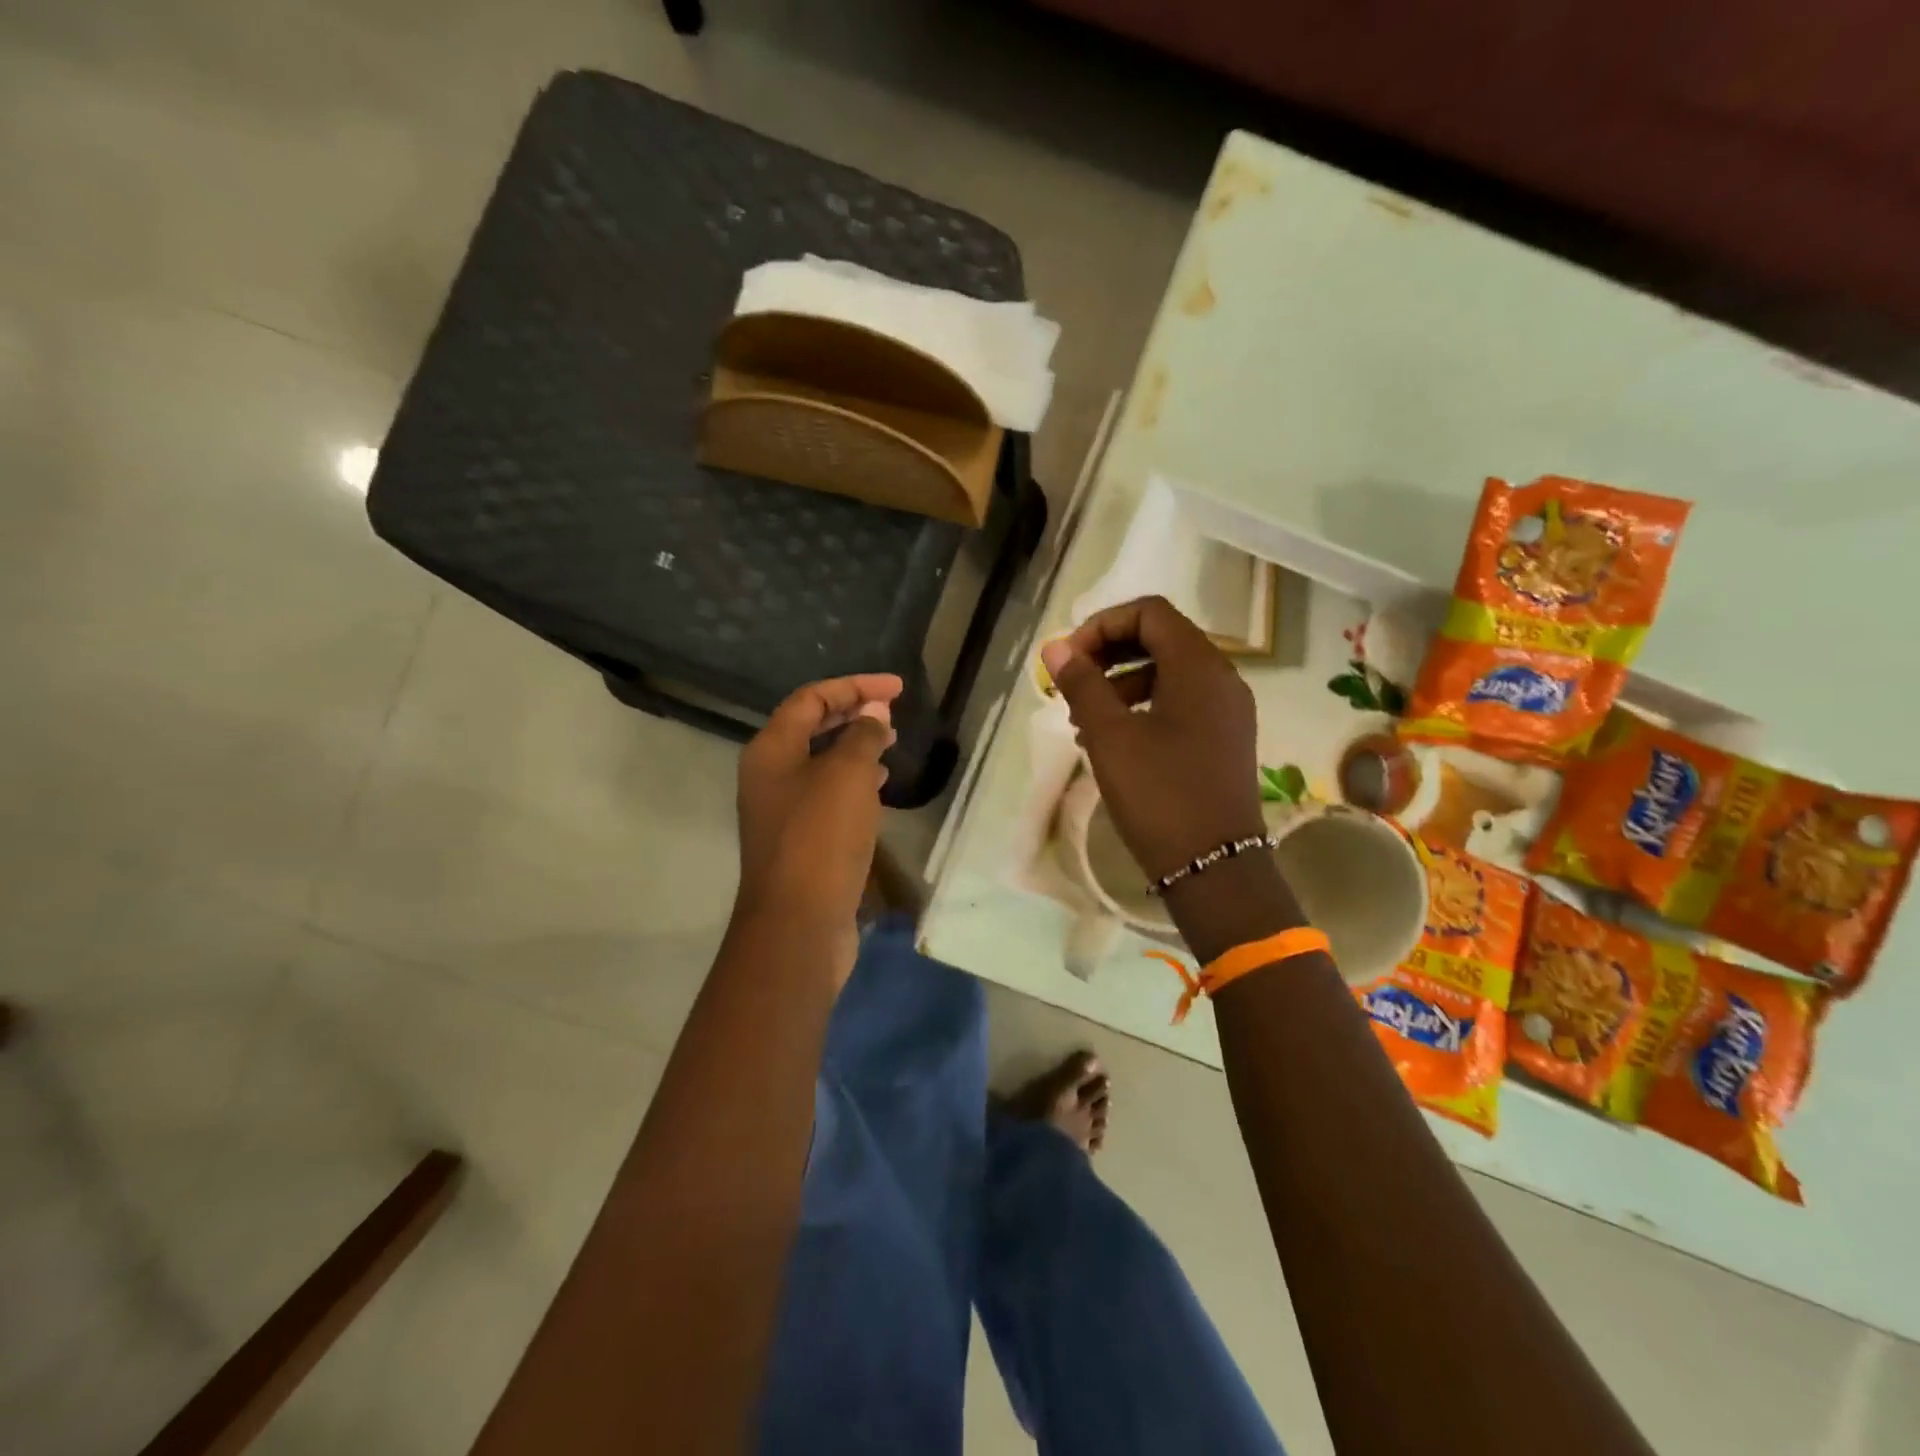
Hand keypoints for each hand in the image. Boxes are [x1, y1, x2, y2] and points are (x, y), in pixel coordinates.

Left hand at [734, 673, 902, 983]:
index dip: (854, 686)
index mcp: (771, 750)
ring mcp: (782, 809)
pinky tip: (880, 786)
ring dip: (855, 746)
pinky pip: (827, 794)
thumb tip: (872, 712)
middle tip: (892, 711)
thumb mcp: (847, 775)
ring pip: (820, 762)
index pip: (811, 698)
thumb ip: (862, 736)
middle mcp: (770, 774)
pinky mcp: (799, 839)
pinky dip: (854, 781)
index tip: (897, 689)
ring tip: (891, 742)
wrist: (798, 923)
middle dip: (853, 713)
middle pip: (811, 727)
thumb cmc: (821, 838)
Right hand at [1040, 596, 1264, 880]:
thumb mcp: (1109, 736)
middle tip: (1072, 682)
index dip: (1102, 625)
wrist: (1213, 866)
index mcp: (1199, 666)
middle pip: (1161, 638)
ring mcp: (1227, 710)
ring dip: (1122, 681)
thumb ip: (1082, 684)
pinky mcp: (1224, 738)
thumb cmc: (1158, 794)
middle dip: (1109, 652)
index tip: (1069, 659)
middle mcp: (1221, 678)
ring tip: (1083, 719)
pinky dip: (1144, 705)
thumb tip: (1056, 647)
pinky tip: (1113, 739)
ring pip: (1169, 672)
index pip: (1149, 612)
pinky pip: (1181, 702)